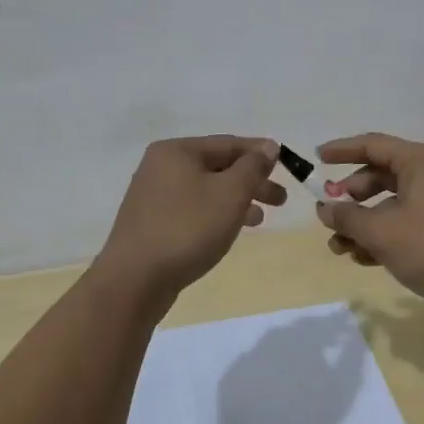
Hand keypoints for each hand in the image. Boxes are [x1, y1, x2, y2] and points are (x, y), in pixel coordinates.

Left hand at [96, 136, 285, 300]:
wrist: (135, 280)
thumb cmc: (188, 228)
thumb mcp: (230, 193)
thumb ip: (253, 167)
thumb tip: (268, 147)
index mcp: (177, 151)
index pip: (228, 143)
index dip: (260, 153)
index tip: (288, 164)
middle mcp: (161, 166)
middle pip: (217, 166)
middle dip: (251, 181)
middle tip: (280, 200)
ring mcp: (153, 196)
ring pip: (206, 190)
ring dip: (236, 200)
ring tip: (260, 219)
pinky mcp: (151, 223)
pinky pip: (192, 209)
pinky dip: (216, 214)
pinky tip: (230, 230)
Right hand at [314, 132, 423, 309]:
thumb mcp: (381, 231)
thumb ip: (347, 217)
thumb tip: (324, 208)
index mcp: (418, 161)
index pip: (372, 145)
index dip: (341, 150)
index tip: (316, 157)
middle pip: (379, 174)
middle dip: (350, 197)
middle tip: (329, 214)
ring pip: (388, 202)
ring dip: (362, 222)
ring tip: (340, 247)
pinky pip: (402, 220)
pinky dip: (381, 234)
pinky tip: (362, 258)